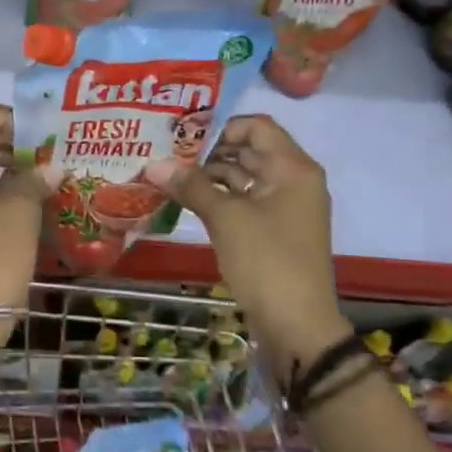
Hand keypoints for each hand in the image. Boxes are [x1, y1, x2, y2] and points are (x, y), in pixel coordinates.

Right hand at [144, 116, 348, 356]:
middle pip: (249, 150)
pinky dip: (218, 198)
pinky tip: (185, 200)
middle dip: (208, 151)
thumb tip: (154, 164)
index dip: (219, 126)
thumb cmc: (266, 261)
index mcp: (292, 168)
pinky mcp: (274, 230)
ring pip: (243, 177)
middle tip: (166, 153)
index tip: (182, 135)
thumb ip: (191, 186)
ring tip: (169, 175)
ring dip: (209, 176)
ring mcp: (284, 207)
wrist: (297, 325)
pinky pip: (244, 201)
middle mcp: (293, 180)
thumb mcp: (225, 218)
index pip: (256, 126)